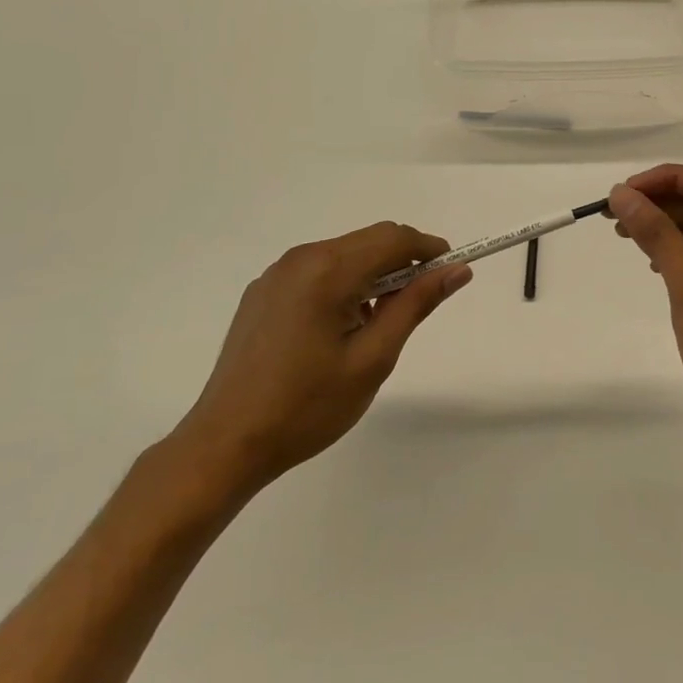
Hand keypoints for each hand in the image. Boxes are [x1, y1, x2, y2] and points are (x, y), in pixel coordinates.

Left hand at [170, 223, 470, 498]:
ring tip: (377, 324)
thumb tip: (457, 270)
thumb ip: (415, 305)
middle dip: (403, 262)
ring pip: (345, 254)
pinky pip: (318, 270)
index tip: (451, 274)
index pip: (394, 238)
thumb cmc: (307, 406)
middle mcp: (300, 259)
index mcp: (327, 271)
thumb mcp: (373, 359)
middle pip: (370, 240)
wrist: (226, 444)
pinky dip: (344, 283)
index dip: (430, 250)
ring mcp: (277, 274)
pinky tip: (340, 328)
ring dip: (374, 274)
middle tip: (418, 305)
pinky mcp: (263, 292)